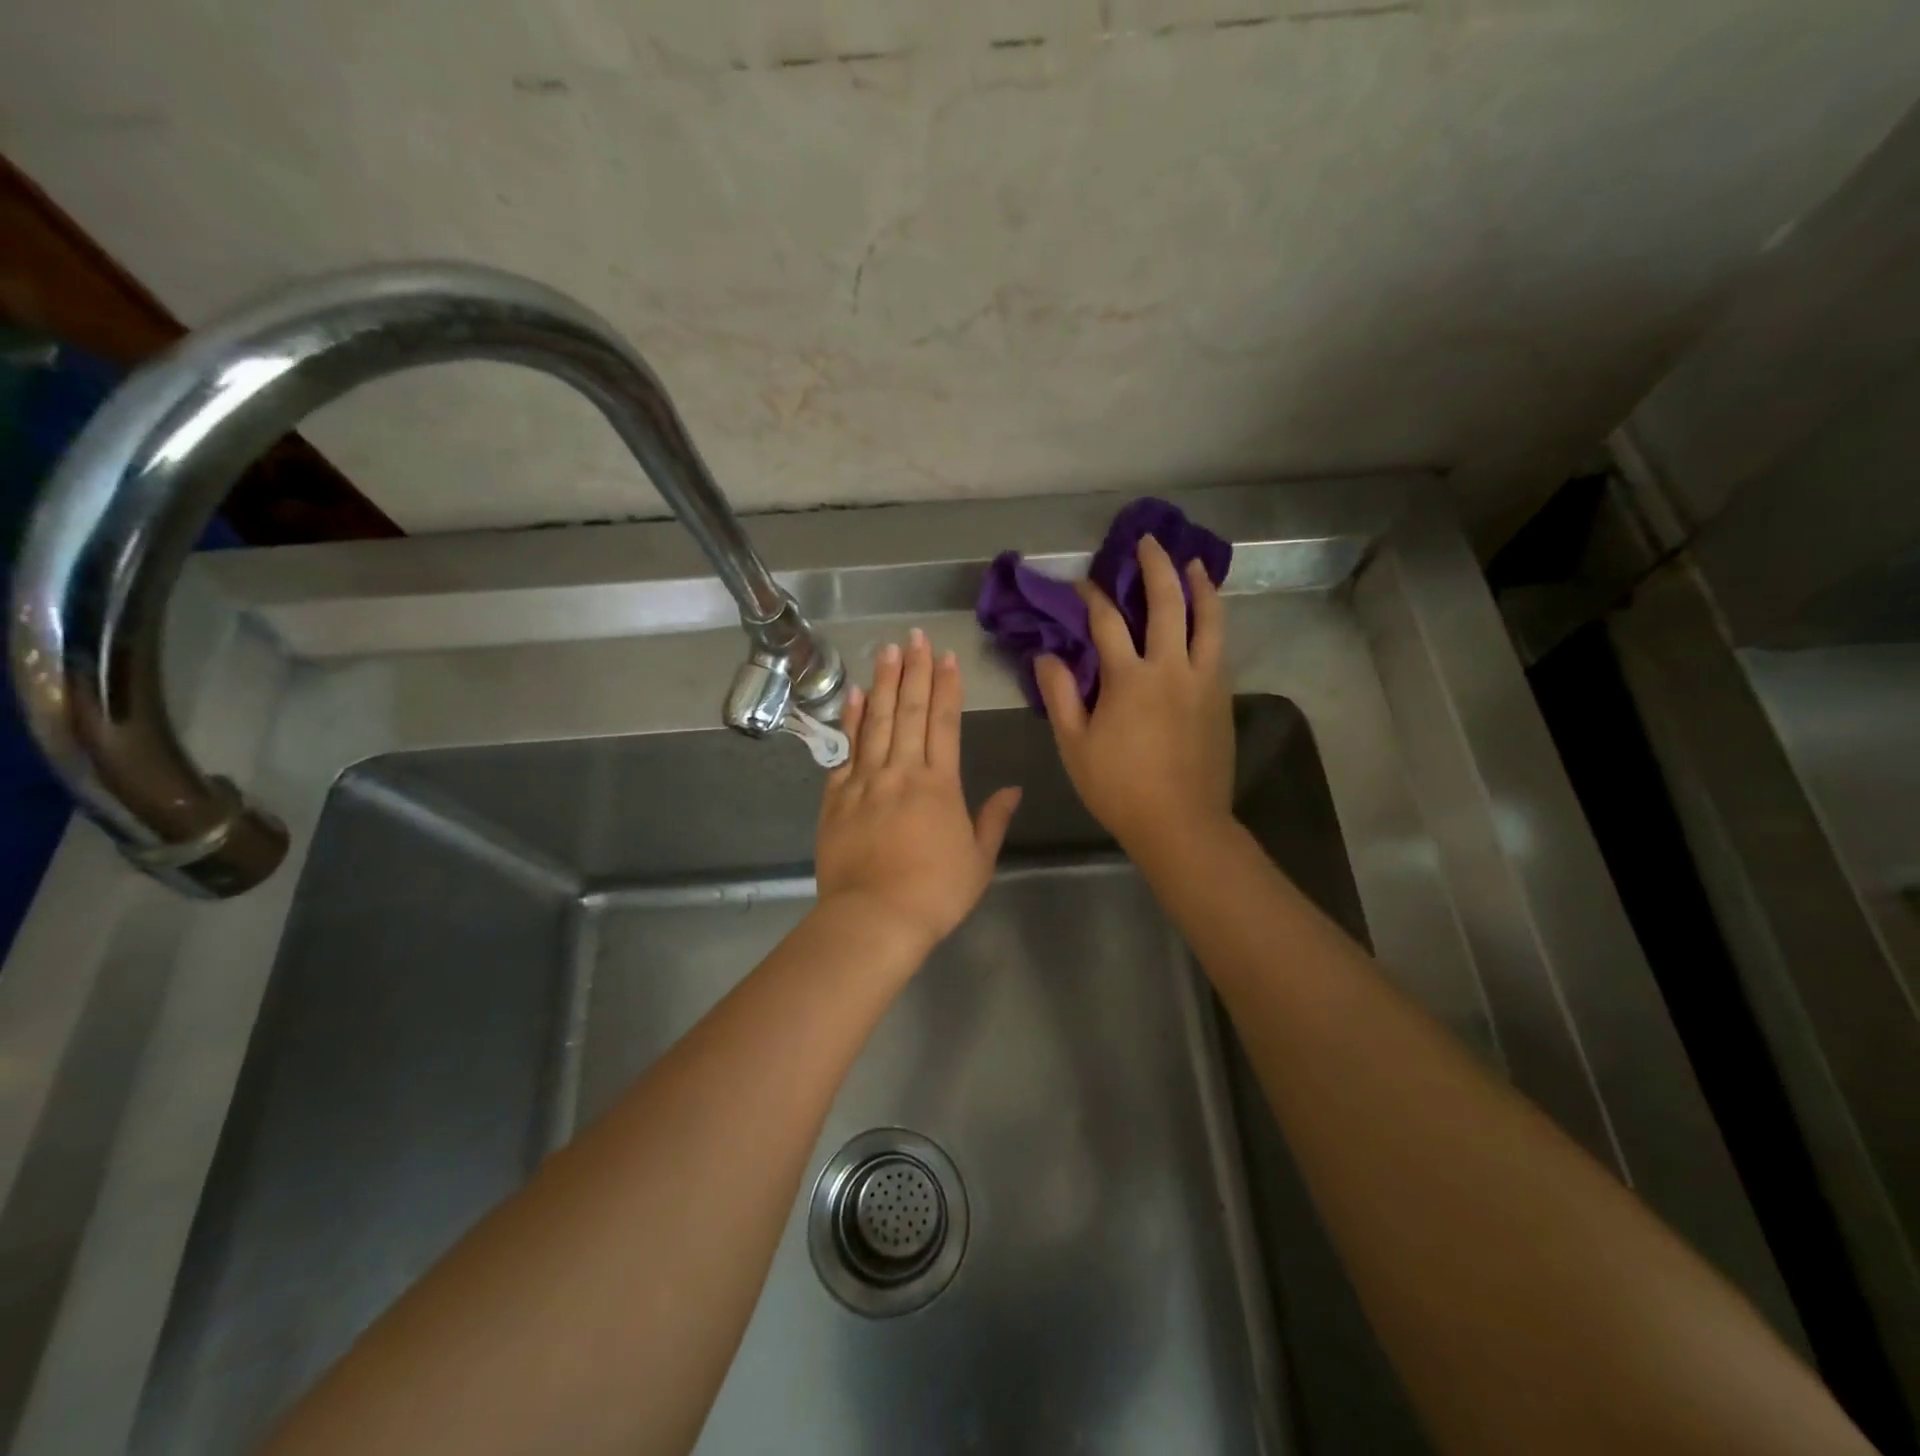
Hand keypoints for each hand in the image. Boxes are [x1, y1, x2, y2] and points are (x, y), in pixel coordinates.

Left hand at [815, 629, 1022, 959]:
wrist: (875, 918)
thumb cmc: (935, 893)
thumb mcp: (978, 860)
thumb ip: (993, 819)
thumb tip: (1014, 788)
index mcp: (940, 785)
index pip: (943, 723)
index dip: (945, 687)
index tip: (946, 657)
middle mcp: (902, 772)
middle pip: (908, 712)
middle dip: (914, 671)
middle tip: (915, 636)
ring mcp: (865, 782)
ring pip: (876, 722)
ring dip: (882, 683)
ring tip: (886, 650)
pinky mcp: (836, 798)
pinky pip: (844, 751)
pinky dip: (850, 721)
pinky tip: (854, 695)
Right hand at [1035, 536, 1233, 852]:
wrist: (1181, 824)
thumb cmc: (1119, 788)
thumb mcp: (1075, 745)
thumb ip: (1060, 695)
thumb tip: (1046, 655)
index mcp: (1130, 678)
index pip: (1107, 622)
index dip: (1090, 597)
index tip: (1080, 583)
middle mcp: (1172, 668)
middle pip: (1168, 603)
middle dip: (1156, 567)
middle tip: (1148, 541)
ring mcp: (1204, 681)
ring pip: (1209, 619)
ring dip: (1201, 586)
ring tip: (1193, 564)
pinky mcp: (1222, 698)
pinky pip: (1220, 647)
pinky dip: (1214, 622)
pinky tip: (1208, 618)